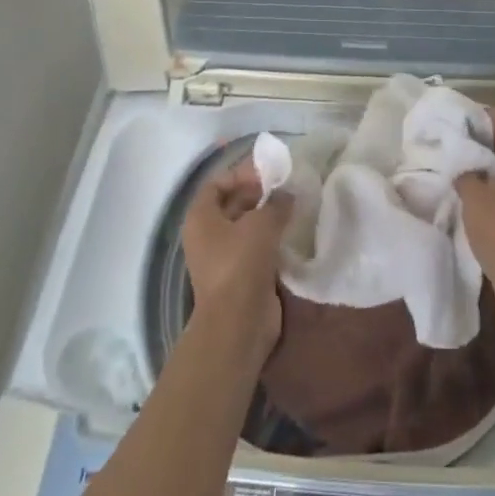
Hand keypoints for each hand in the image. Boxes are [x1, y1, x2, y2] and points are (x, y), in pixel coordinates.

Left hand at [181, 154, 292, 365]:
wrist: (238, 322)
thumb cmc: (241, 263)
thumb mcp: (262, 224)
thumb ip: (276, 203)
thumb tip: (287, 194)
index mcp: (201, 217)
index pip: (217, 184)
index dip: (240, 174)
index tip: (268, 173)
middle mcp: (207, 235)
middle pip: (231, 204)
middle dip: (258, 194)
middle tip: (287, 187)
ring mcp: (222, 257)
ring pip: (245, 227)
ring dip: (267, 217)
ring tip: (293, 206)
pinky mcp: (240, 275)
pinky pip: (255, 248)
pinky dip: (271, 239)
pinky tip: (292, 232)